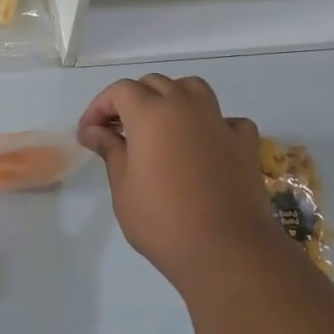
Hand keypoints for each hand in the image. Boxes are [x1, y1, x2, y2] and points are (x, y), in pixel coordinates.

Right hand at [78, 74, 286, 286]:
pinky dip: (211, 124)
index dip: (99, 107)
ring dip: (172, 99)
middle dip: (132, 100)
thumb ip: (110, 150)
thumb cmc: (163, 220)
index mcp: (151, 113)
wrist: (225, 248)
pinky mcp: (244, 142)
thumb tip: (94, 131)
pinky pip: (225, 119)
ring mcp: (219, 121)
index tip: (89, 133)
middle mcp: (186, 106)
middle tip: (118, 131)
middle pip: (155, 84)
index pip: (120, 91)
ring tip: (161, 126)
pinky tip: (204, 145)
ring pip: (192, 89)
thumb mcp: (123, 187)